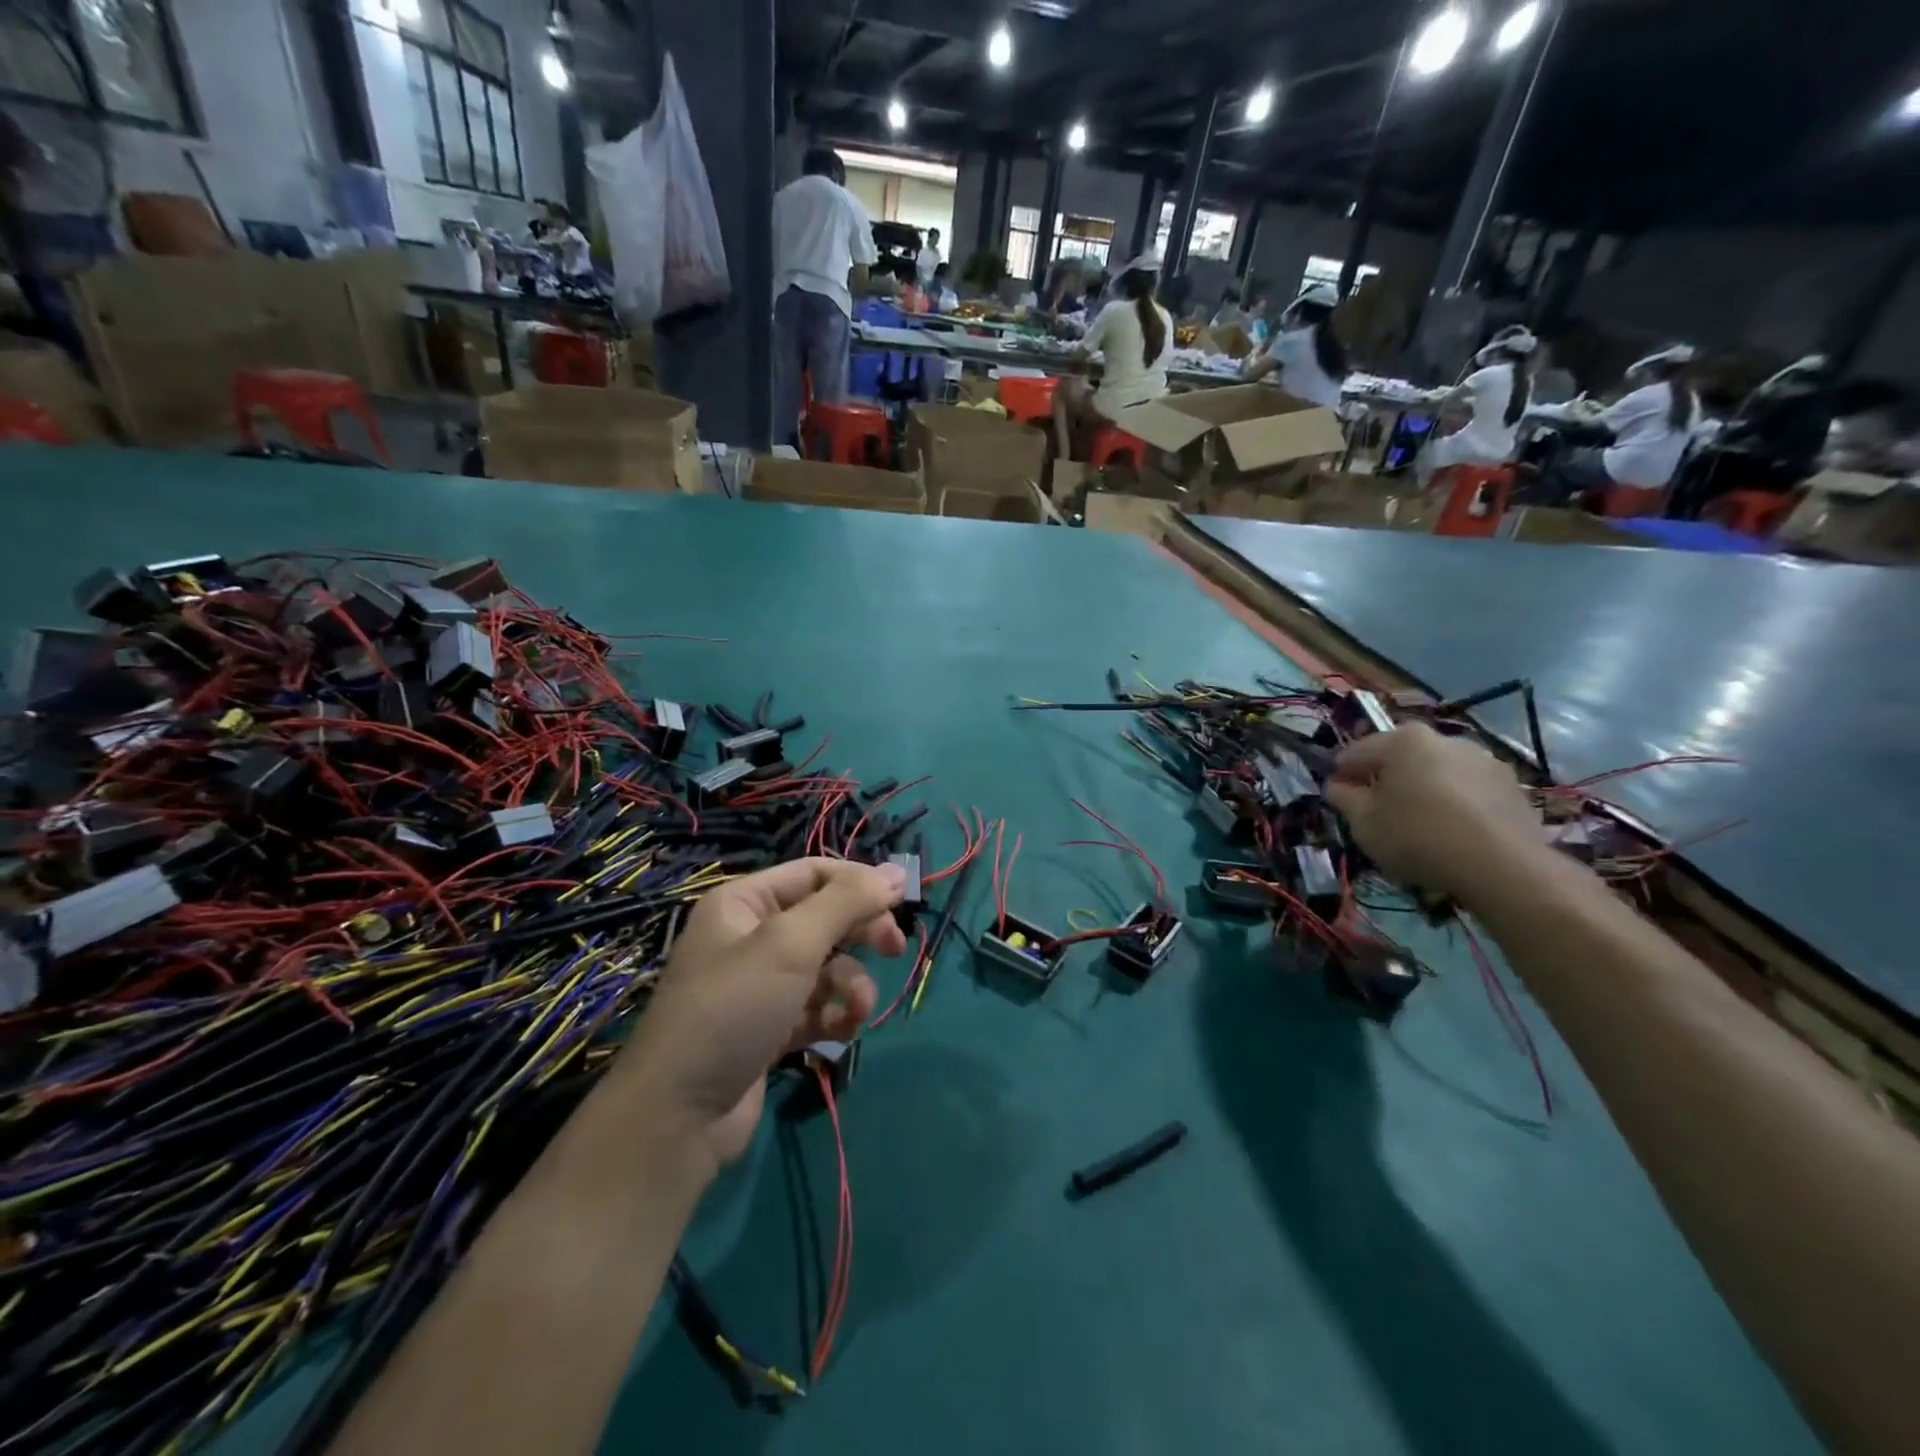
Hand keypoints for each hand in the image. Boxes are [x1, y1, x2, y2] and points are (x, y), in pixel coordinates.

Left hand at [617, 859, 906, 1172]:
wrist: (679, 1116)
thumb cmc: (733, 1008)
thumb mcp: (792, 944)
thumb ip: (847, 903)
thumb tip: (897, 872)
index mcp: (745, 903)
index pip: (815, 873)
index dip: (859, 883)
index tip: (901, 902)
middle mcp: (752, 936)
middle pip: (825, 918)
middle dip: (861, 934)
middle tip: (894, 949)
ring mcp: (761, 985)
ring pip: (827, 967)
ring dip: (851, 985)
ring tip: (856, 1009)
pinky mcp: (771, 1028)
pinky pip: (817, 1008)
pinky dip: (835, 1017)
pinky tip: (840, 1033)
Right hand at [1325, 724, 1545, 902]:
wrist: (1502, 866)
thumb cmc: (1417, 836)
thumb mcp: (1363, 822)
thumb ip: (1343, 798)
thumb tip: (1336, 785)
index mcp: (1404, 740)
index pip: (1357, 751)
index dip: (1342, 774)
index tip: (1336, 796)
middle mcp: (1445, 739)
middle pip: (1401, 757)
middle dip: (1385, 778)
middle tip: (1375, 810)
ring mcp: (1484, 760)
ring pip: (1437, 771)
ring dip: (1423, 788)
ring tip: (1418, 822)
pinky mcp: (1511, 786)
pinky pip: (1468, 789)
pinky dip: (1454, 802)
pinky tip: (1451, 831)